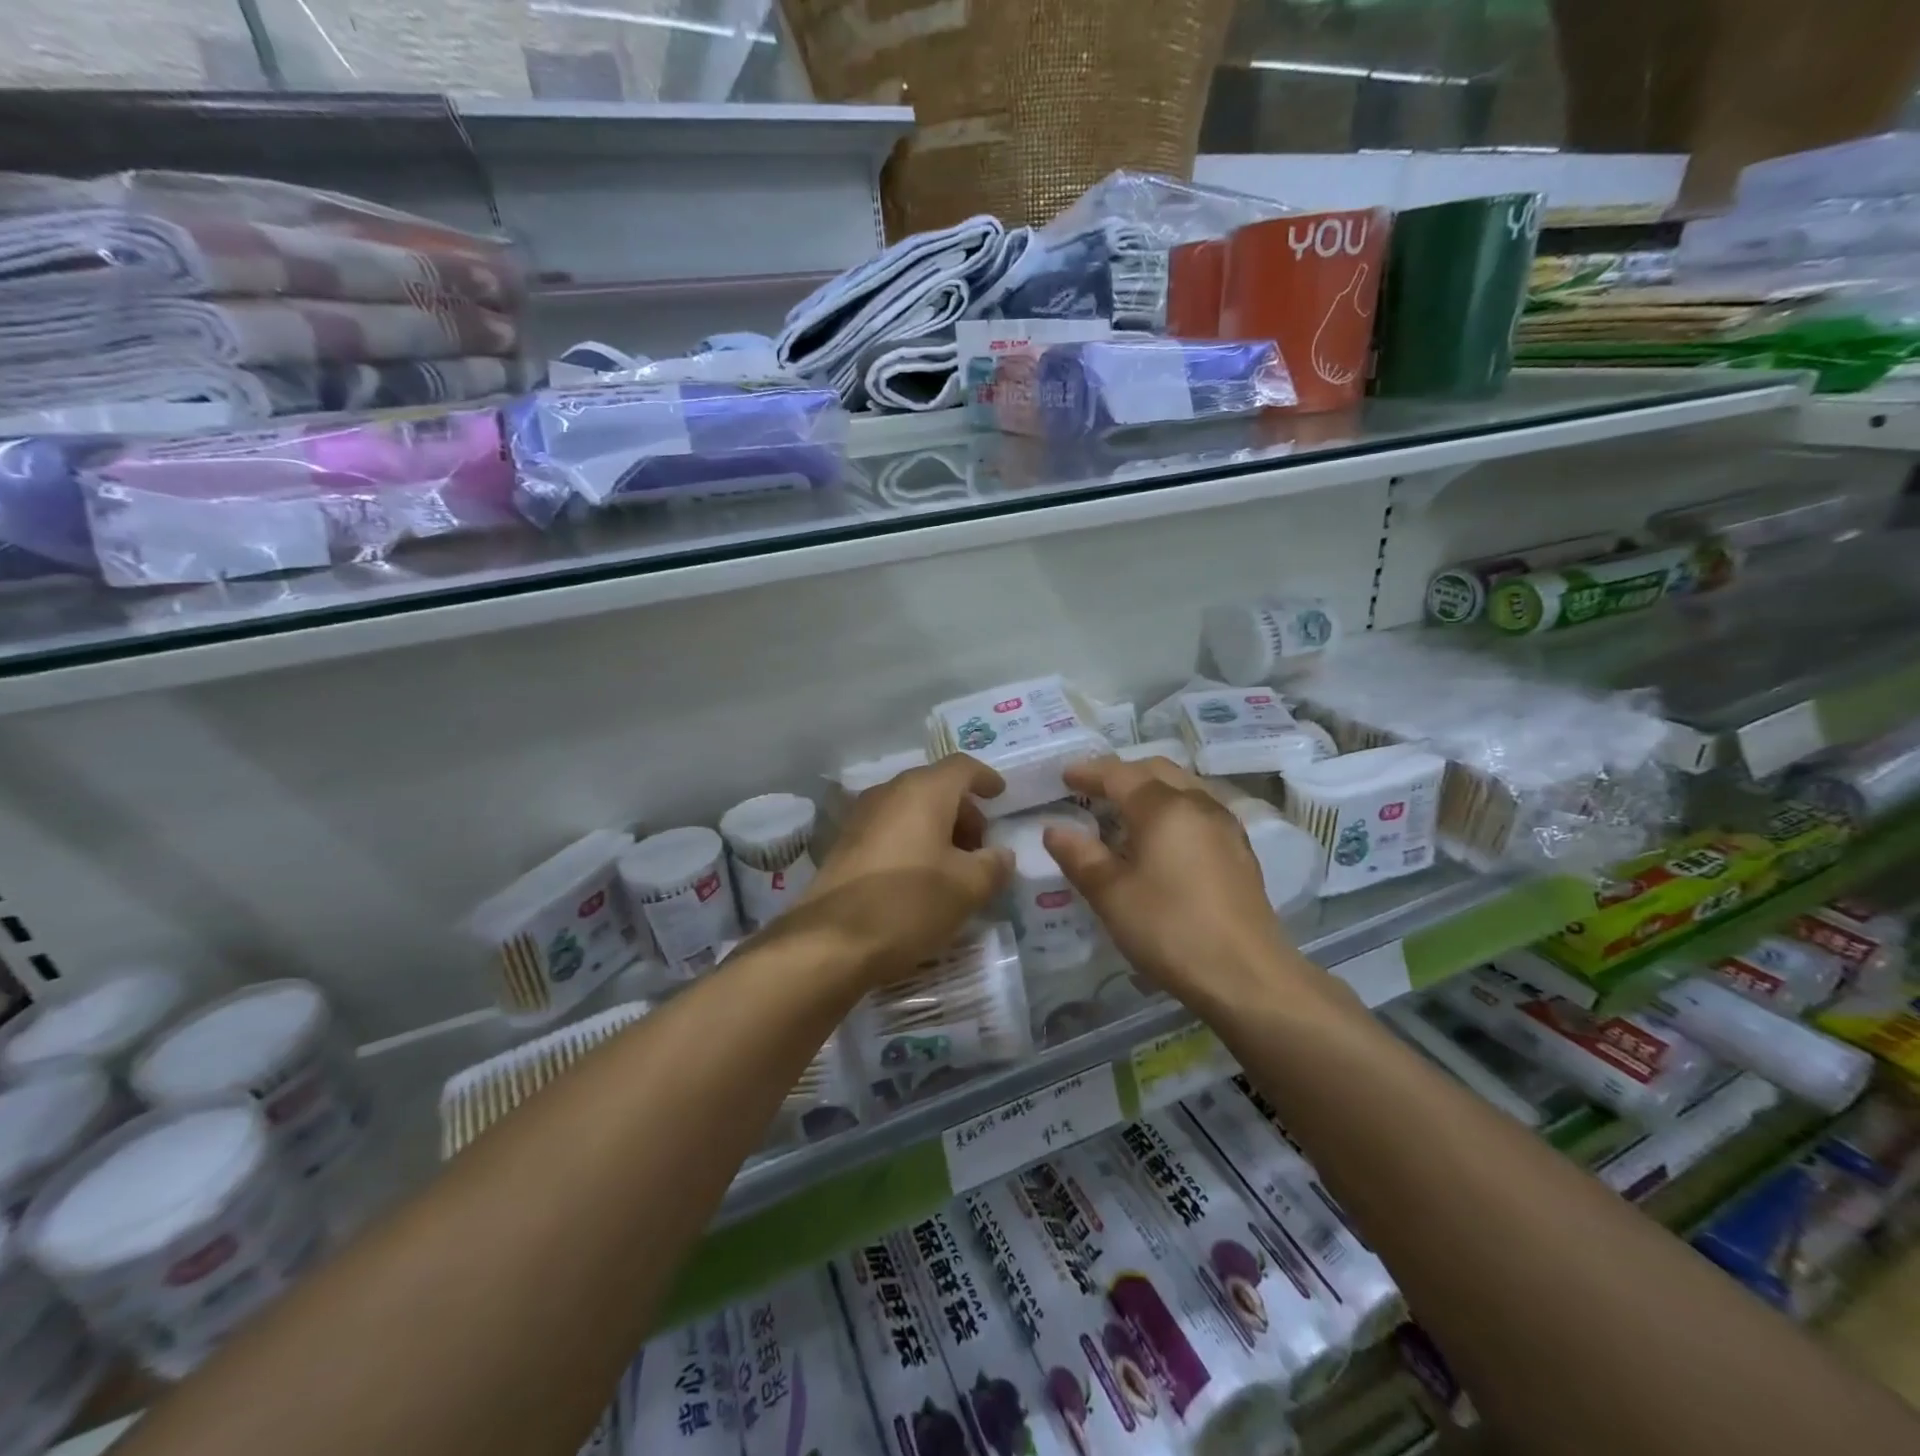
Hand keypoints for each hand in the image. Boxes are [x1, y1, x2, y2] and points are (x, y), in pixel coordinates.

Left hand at [800, 755, 1013, 982]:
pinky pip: (890, 829)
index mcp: (923, 791)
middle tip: (981, 846)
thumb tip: (1000, 855)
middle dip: (963, 811)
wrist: (830, 941)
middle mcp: (889, 792)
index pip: (962, 767)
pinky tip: (920, 878)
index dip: (986, 779)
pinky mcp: (844, 844)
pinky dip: (913, 842)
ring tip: (954, 867)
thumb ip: (994, 865)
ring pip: (911, 809)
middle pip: (935, 787)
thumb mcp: (967, 888)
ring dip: (938, 829)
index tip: (1001, 796)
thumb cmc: (909, 903)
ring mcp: (861, 816)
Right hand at [1044, 756, 1332, 1012]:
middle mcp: (1199, 804)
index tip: (1064, 777)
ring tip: (1124, 811)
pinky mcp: (1239, 850)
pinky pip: (1199, 809)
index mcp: (1164, 807)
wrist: (1248, 975)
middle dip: (1122, 773)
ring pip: (1183, 787)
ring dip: (1150, 788)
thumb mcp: (1111, 895)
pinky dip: (1172, 808)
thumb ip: (1080, 856)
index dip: (1088, 772)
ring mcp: (1225, 825)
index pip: (1119, 774)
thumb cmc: (1171, 929)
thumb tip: (1054, 830)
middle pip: (1156, 770)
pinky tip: (1162, 838)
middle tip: (1092, 789)